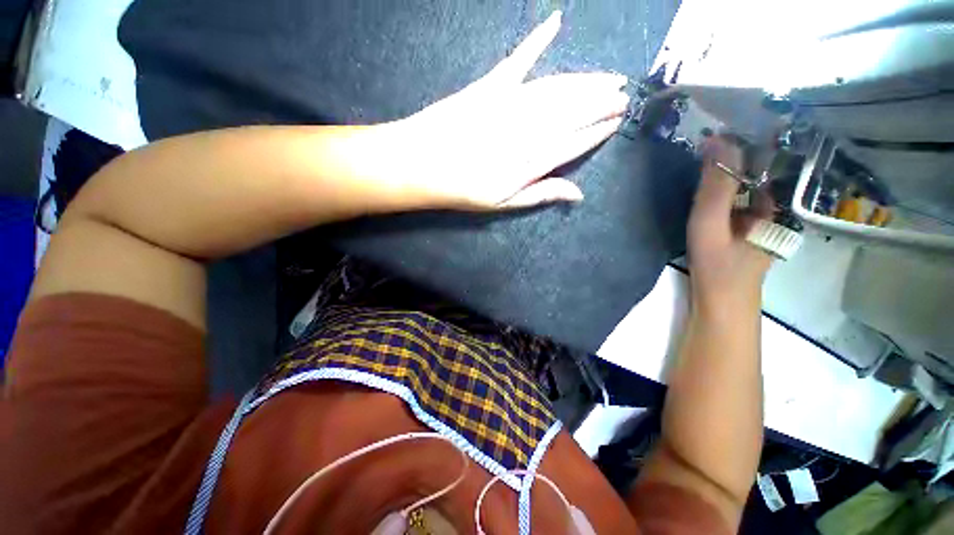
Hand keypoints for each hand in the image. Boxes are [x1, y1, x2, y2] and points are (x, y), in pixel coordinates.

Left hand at [391, 11, 628, 209]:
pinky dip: (536, 40)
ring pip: (557, 89)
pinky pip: (518, 59)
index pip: (574, 142)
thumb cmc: (464, 189)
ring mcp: (509, 103)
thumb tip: (578, 194)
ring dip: (585, 81)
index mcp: (531, 160)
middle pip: (572, 112)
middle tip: (623, 95)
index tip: (617, 121)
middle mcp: (527, 129)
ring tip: (608, 78)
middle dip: (600, 103)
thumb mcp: (504, 203)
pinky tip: (555, 21)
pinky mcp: (490, 86)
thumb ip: (541, 194)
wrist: (422, 165)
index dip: (597, 131)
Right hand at [688, 135, 772, 313]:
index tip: (721, 120)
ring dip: (726, 166)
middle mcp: (770, 204)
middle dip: (734, 149)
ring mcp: (757, 216)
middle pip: (754, 169)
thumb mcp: (712, 222)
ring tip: (704, 150)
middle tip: (706, 135)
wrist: (719, 302)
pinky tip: (705, 182)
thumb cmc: (718, 264)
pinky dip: (721, 185)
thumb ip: (715, 185)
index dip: (744, 137)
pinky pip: (734, 197)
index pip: (764, 157)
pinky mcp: (741, 226)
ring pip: (744, 183)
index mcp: (773, 201)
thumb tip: (716, 138)